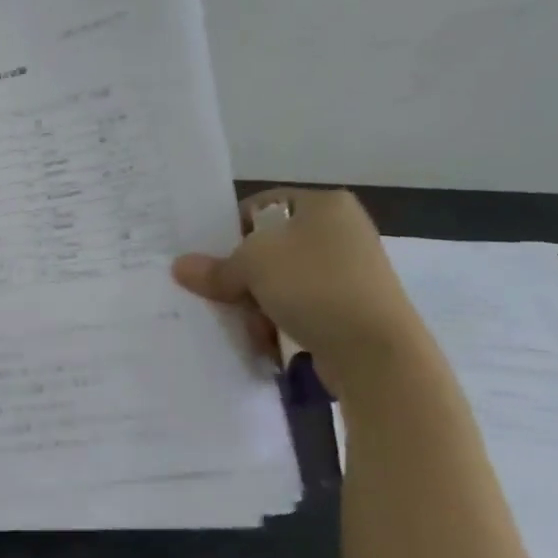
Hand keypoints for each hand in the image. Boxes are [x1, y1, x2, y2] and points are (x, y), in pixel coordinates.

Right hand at [171, 187, 425, 391]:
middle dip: (241, 275)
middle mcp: (340, 231)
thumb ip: (215, 267)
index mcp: (324, 205)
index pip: (261, 206)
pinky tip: (267, 340)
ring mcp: (349, 272)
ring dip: (257, 303)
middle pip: (269, 248)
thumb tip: (181, 267)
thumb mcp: (252, 266)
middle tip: (221, 295)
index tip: (209, 259)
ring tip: (248, 325)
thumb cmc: (314, 286)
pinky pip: (300, 307)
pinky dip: (280, 321)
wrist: (376, 353)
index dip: (230, 230)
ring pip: (281, 281)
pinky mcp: (351, 308)